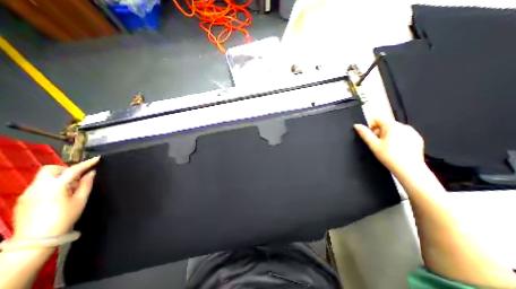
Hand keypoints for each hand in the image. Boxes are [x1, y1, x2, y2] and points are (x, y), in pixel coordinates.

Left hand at [13, 157, 99, 239]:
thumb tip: (91, 173)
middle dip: (65, 169)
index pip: (73, 170)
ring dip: (58, 177)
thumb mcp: (80, 200)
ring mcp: (28, 192)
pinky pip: (39, 185)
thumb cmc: (65, 217)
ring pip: (44, 177)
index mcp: (56, 186)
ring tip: (68, 188)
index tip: (97, 159)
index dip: (86, 163)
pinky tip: (58, 195)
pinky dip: (51, 184)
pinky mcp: (23, 199)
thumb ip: (86, 184)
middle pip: (50, 169)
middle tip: (77, 176)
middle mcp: (39, 186)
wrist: (36, 239)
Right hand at [354, 118, 425, 174]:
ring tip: (387, 147)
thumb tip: (357, 126)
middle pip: (385, 124)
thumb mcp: (373, 145)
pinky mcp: (416, 138)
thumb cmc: (391, 157)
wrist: (409, 169)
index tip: (371, 135)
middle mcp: (404, 127)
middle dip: (379, 132)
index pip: (377, 119)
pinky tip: (395, 149)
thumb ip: (364, 133)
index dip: (371, 127)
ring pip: (393, 130)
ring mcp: (412, 132)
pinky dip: (397, 139)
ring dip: (387, 136)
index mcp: (392, 126)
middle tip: (378, 143)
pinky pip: (402, 134)